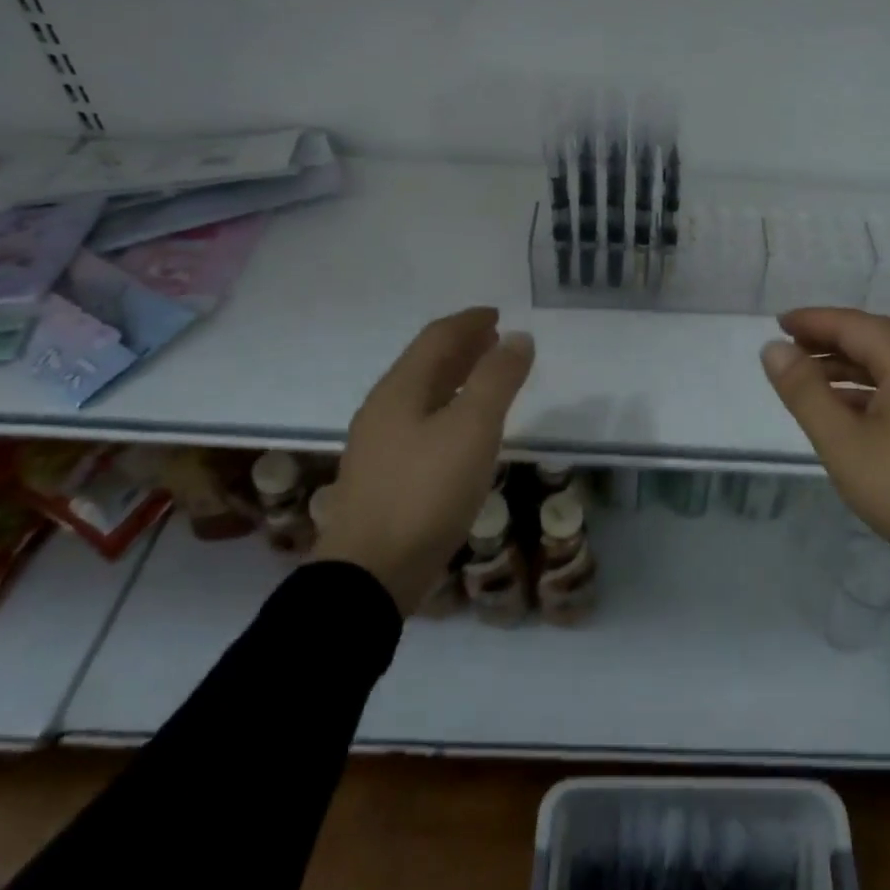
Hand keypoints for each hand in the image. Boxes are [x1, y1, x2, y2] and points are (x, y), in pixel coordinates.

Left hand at [315, 307, 534, 612]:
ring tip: (486, 377)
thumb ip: (497, 380)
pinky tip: (463, 430)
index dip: (470, 322)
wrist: (370, 574)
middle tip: (495, 340)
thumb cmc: (425, 492)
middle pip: (426, 364)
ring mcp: (379, 445)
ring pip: (423, 394)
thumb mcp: (472, 429)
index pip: (437, 338)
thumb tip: (519, 338)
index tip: (497, 315)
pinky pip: (421, 423)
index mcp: (401, 389)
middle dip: (463, 347)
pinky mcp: (384, 477)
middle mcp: (384, 409)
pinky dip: (449, 409)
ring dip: (456, 377)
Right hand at [760, 307, 889, 602]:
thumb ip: (805, 393)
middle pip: (877, 337)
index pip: (855, 325)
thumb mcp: (844, 444)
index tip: (778, 323)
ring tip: (811, 378)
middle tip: (791, 347)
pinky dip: (875, 387)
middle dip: (831, 339)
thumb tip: (774, 349)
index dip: (814, 321)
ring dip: (852, 365)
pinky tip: (850, 408)